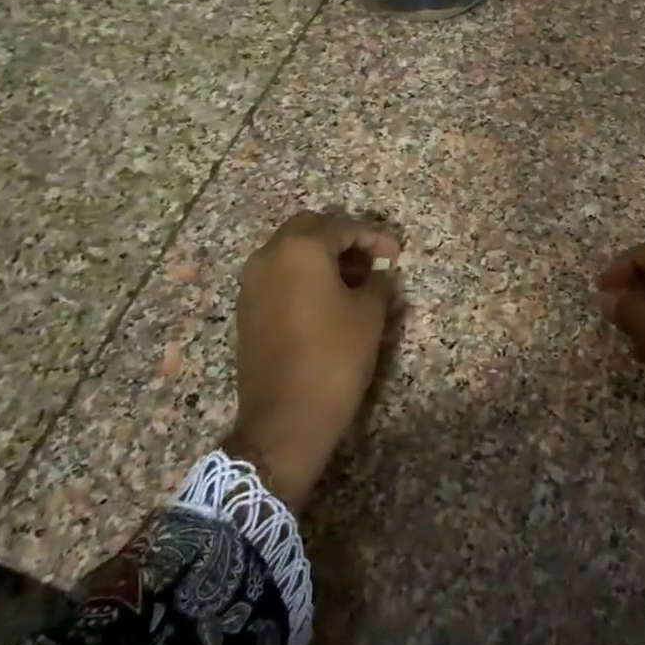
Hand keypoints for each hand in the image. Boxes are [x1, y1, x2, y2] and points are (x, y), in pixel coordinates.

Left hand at [226, 212, 399, 508]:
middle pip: (308, 228)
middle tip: (370, 259)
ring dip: (320, 256)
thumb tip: (378, 275)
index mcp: (300, 249)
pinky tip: (326, 299)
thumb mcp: (369, 315)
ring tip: (353, 280)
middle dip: (342, 238)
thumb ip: (377, 283)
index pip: (342, 227)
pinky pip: (278, 275)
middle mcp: (269, 256)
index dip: (374, 236)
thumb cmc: (334, 357)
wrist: (285, 417)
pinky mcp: (247, 308)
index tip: (397, 253)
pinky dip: (302, 275)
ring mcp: (252, 283)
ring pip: (289, 251)